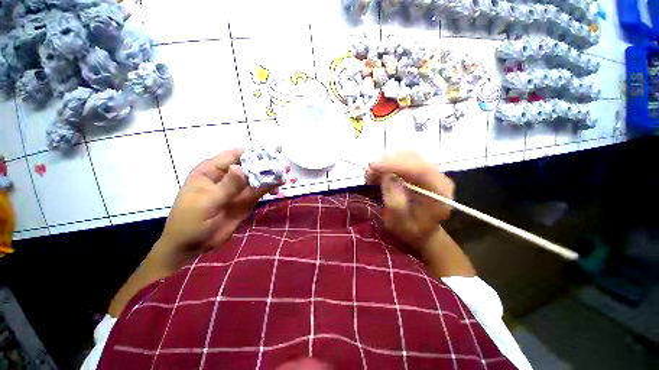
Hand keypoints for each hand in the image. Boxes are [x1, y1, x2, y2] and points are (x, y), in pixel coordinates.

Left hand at [156, 148, 281, 268]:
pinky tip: (278, 189)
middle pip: (249, 166)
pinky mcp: (245, 201)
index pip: (234, 156)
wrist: (191, 245)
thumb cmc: (191, 221)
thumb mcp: (207, 203)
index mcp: (211, 171)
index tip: (271, 152)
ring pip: (257, 179)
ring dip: (271, 177)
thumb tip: (240, 168)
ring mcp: (237, 189)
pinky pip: (259, 192)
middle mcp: (227, 177)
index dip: (253, 152)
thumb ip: (226, 186)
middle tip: (283, 165)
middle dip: (266, 165)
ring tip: (285, 177)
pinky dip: (269, 189)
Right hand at [366, 151, 453, 249]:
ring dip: (386, 161)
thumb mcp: (399, 222)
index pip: (420, 169)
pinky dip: (388, 163)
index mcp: (440, 192)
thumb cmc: (411, 231)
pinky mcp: (420, 170)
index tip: (373, 166)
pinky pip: (403, 159)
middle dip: (388, 161)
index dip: (395, 164)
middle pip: (414, 157)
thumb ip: (394, 200)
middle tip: (369, 171)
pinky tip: (377, 172)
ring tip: (371, 173)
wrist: (422, 231)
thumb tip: (386, 176)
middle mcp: (438, 177)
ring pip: (407, 155)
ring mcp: (430, 171)